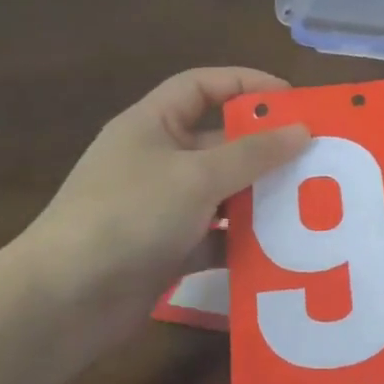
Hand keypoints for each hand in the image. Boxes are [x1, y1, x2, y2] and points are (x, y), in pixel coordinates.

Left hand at [17, 68, 308, 323]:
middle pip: (219, 142)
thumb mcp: (196, 176)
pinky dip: (243, 242)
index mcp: (152, 124)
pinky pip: (216, 236)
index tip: (294, 102)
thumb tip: (302, 131)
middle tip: (317, 159)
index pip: (202, 86)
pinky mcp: (168, 249)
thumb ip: (252, 154)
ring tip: (310, 204)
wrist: (66, 299)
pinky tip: (282, 251)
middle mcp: (157, 160)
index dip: (247, 84)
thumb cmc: (130, 215)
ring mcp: (161, 207)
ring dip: (259, 198)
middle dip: (265, 149)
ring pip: (222, 193)